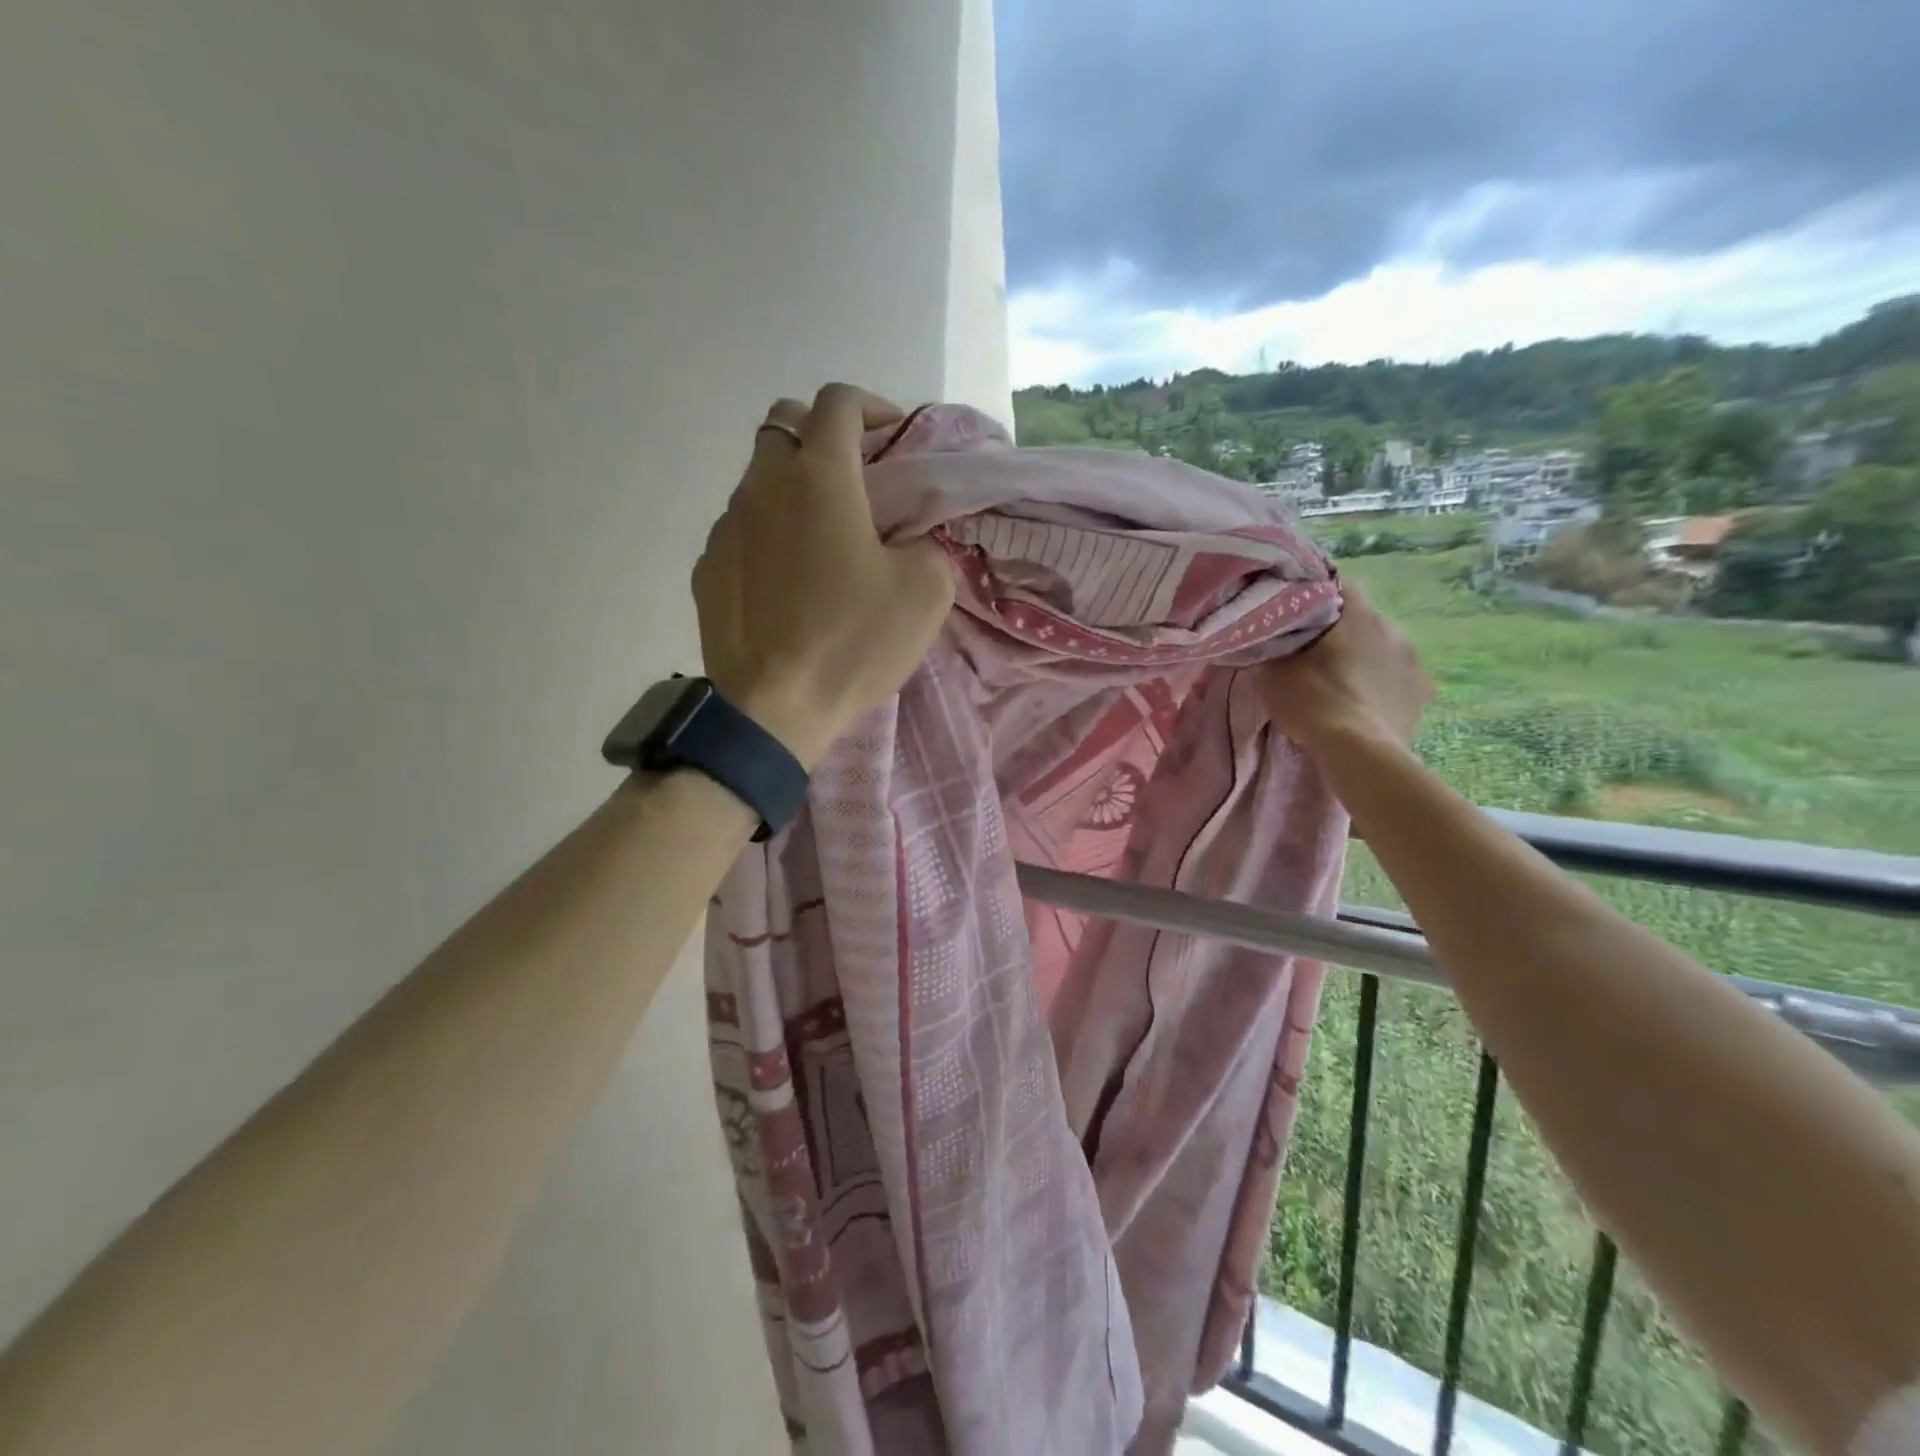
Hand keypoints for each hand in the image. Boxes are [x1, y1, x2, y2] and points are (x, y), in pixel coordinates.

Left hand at [692, 384, 955, 766]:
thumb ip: (927, 544)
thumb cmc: (853, 642)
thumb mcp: (925, 591)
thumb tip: (909, 539)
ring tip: (822, 539)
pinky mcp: (707, 568)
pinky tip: (787, 581)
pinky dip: (767, 535)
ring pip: (758, 479)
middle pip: (784, 425)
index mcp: (820, 478)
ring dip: (792, 488)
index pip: (838, 402)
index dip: (870, 406)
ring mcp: (726, 527)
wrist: (773, 709)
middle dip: (822, 435)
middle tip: (855, 479)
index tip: (892, 437)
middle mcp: (763, 486)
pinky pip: (740, 530)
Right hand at [1252, 583, 1432, 752]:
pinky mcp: (1423, 693)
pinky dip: (1382, 686)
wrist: (1357, 752)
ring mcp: (1413, 660)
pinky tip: (1364, 704)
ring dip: (1364, 660)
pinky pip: (1398, 680)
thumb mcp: (1271, 671)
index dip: (1314, 596)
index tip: (1296, 615)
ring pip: (1382, 649)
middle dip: (1341, 633)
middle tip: (1314, 655)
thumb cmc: (1312, 700)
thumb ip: (1270, 647)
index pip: (1336, 585)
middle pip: (1361, 620)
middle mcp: (1392, 627)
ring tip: (1341, 684)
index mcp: (1356, 613)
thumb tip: (1265, 639)